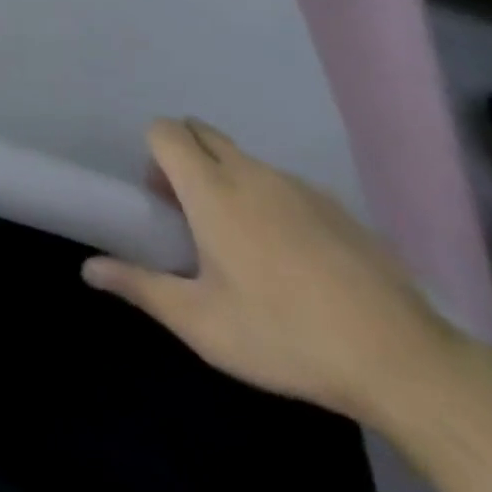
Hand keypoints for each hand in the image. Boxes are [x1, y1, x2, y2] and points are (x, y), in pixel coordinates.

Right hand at [83, 119, 467, 423]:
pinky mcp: (338, 207)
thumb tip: (88, 269)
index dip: (153, 152)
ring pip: (244, 159)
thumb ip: (141, 287)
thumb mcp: (201, 323)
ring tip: (243, 242)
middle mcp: (250, 172)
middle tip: (190, 212)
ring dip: (228, 178)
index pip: (165, 130)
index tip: (161, 197)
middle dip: (185, 155)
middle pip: (202, 131)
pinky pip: (285, 184)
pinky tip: (295, 259)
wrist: (403, 361)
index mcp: (210, 189)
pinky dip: (273, 201)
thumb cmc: (284, 334)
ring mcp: (299, 185)